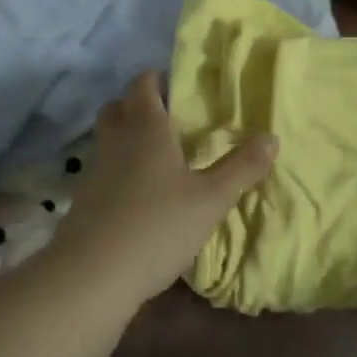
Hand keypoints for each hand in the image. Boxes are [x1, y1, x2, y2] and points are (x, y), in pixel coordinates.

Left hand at [49, 72, 276, 309]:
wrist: (91, 276)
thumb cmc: (157, 225)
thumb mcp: (211, 199)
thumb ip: (242, 167)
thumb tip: (272, 138)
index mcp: (146, 127)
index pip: (144, 84)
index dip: (158, 80)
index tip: (181, 88)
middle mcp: (116, 139)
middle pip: (119, 106)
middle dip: (140, 106)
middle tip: (170, 120)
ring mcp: (94, 169)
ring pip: (108, 138)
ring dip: (127, 137)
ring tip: (159, 156)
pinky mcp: (83, 199)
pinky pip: (103, 169)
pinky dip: (119, 169)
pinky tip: (140, 193)